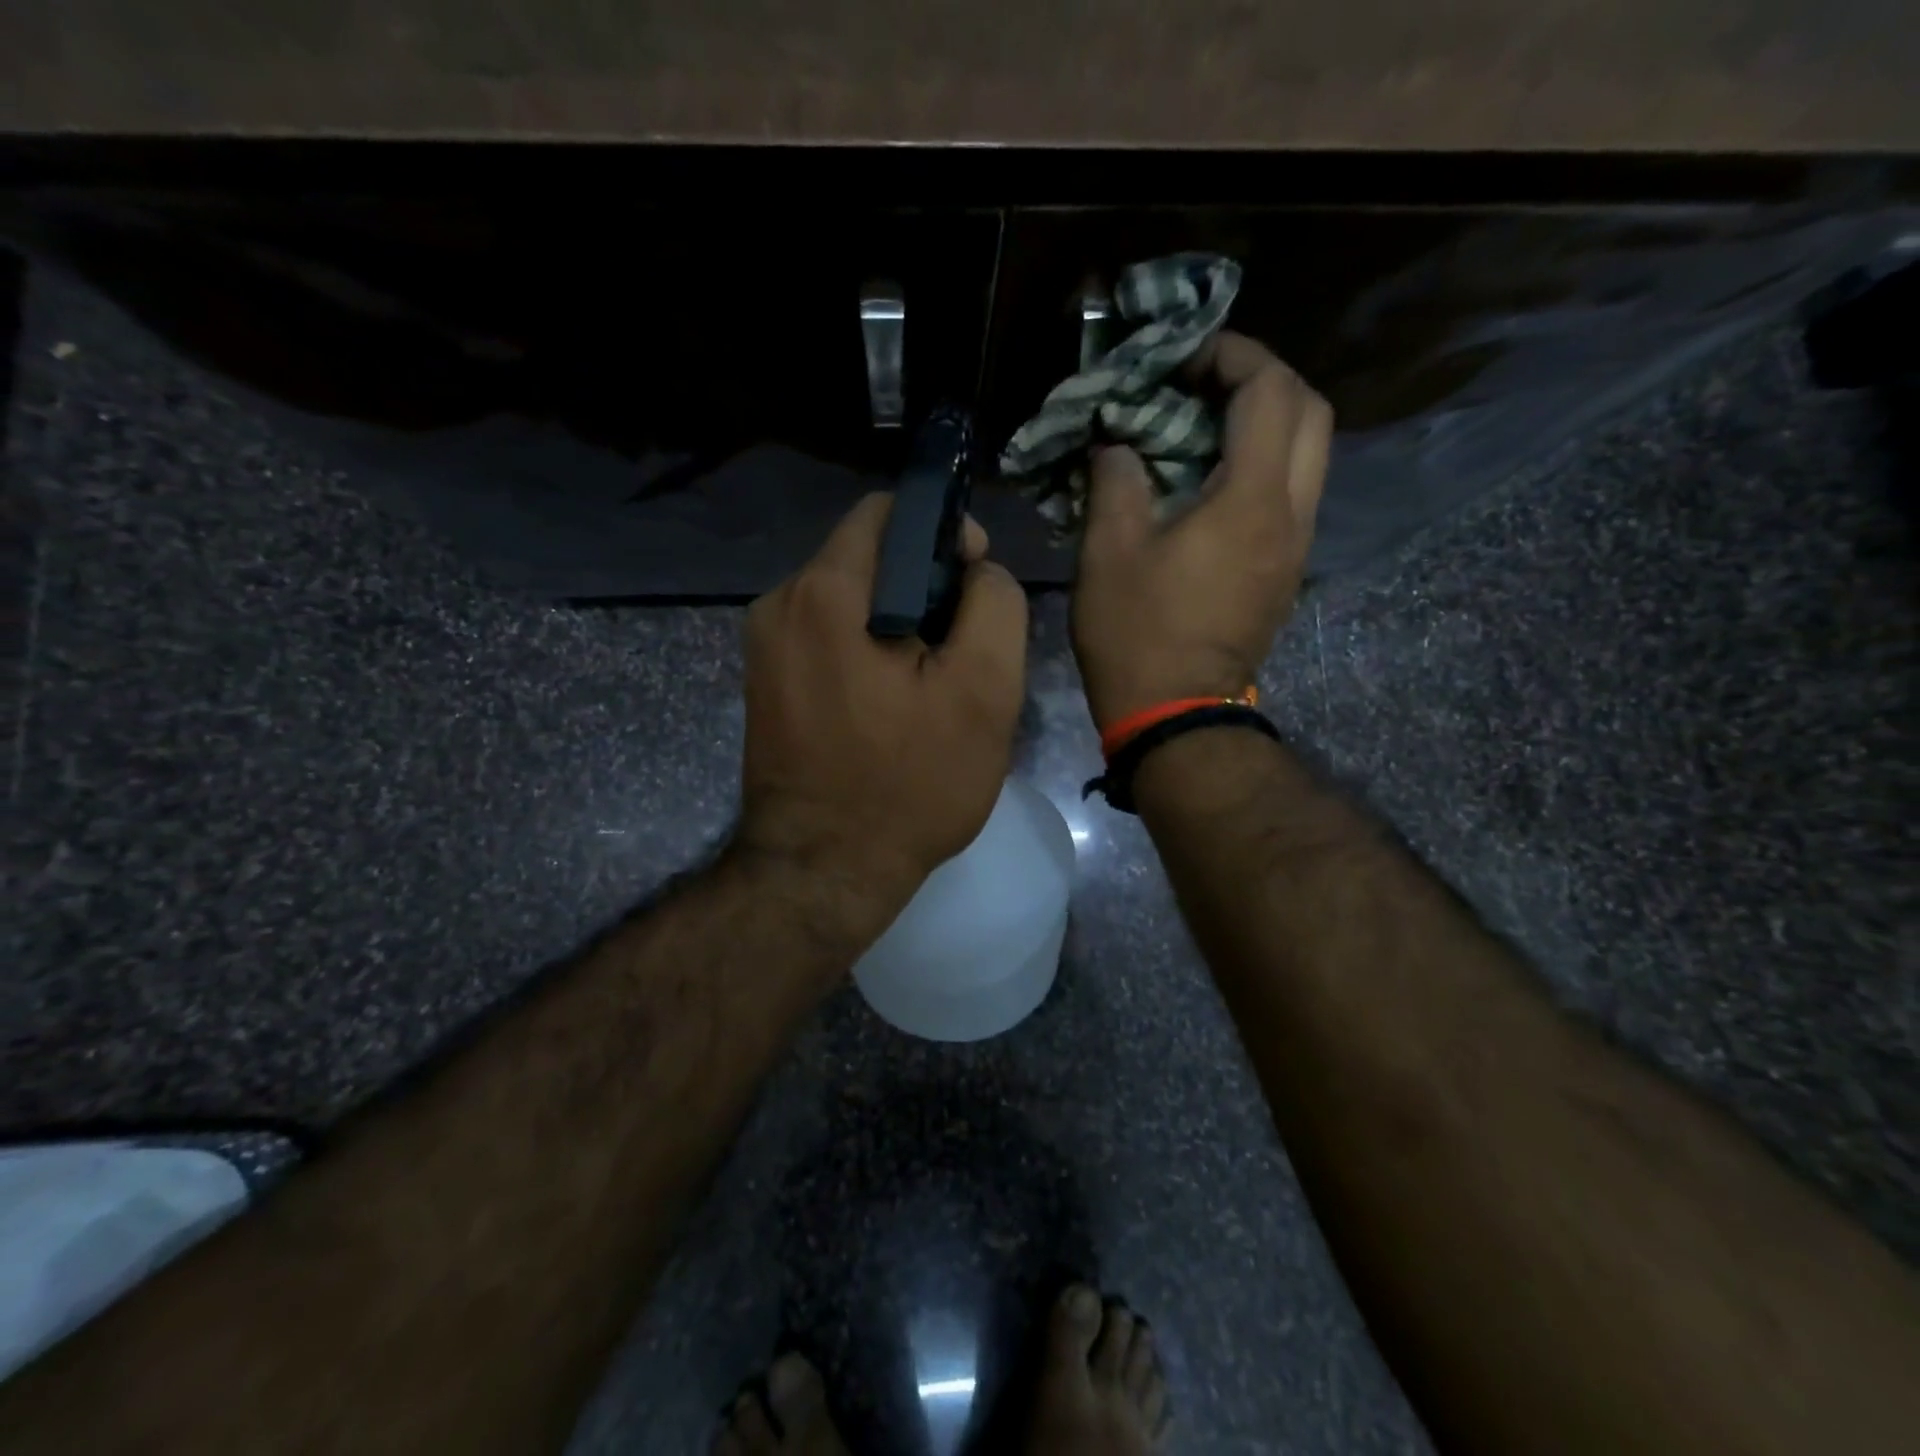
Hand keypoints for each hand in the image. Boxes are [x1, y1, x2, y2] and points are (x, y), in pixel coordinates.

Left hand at [737, 493, 1028, 937]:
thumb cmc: (910, 784)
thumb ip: (994, 606)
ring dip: (898, 622)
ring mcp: (764, 647)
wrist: (823, 871)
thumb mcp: (983, 692)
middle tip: (962, 647)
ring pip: (850, 600)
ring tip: (931, 683)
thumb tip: (978, 572)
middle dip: (925, 585)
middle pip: (868, 557)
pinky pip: (827, 638)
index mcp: (826, 592)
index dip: (943, 531)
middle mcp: (781, 604)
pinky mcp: (765, 683)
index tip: (975, 579)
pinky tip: (892, 703)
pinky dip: (867, 650)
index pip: (887, 512)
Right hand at [1071, 332, 1331, 729]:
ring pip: (1309, 455)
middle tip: (1204, 384)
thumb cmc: (1137, 633)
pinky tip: (1212, 481)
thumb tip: (1118, 445)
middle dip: (1264, 380)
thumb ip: (1116, 480)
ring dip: (1267, 424)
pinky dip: (1263, 465)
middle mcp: (1293, 514)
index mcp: (1253, 500)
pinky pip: (1292, 494)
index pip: (1271, 391)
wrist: (1176, 714)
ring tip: (1204, 427)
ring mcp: (1296, 547)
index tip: (1187, 357)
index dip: (1234, 356)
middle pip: (1311, 413)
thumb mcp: (1108, 552)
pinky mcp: (1285, 572)